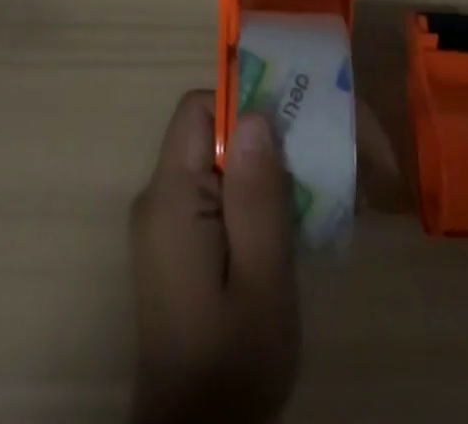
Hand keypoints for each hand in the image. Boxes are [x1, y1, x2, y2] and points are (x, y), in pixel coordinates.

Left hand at [129, 91, 298, 423]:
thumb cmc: (233, 362)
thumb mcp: (261, 278)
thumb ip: (257, 194)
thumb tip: (254, 114)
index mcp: (170, 197)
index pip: (197, 110)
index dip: (242, 105)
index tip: (289, 128)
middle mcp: (158, 199)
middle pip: (208, 134)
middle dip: (260, 141)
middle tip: (310, 165)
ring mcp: (164, 224)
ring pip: (214, 165)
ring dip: (259, 174)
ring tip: (305, 199)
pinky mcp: (175, 247)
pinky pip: (211, 196)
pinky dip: (247, 200)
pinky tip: (281, 231)